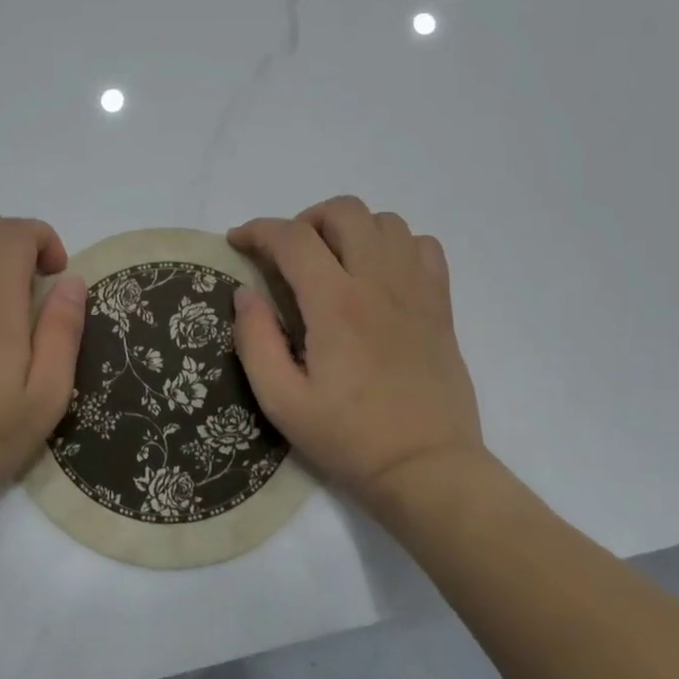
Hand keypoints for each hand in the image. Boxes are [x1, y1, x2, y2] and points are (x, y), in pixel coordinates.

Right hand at [228, 197, 486, 516]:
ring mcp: (416, 290)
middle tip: (287, 255)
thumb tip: (245, 293)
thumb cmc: (348, 438)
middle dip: (304, 220)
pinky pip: (423, 246)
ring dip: (350, 229)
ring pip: (386, 221)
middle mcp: (378, 283)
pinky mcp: (440, 306)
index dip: (258, 230)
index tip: (238, 242)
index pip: (292, 238)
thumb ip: (255, 341)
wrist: (426, 467)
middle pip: (343, 211)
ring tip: (332, 261)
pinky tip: (378, 274)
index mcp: (335, 305)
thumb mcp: (281, 401)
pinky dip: (395, 245)